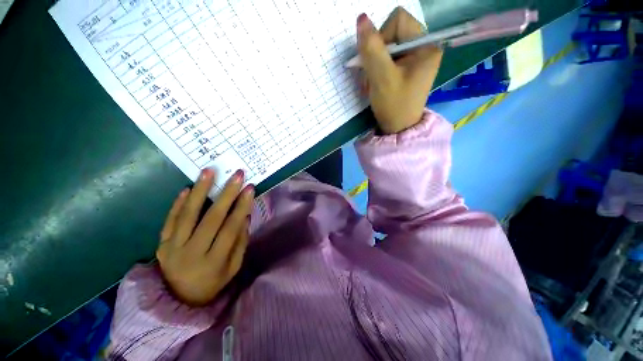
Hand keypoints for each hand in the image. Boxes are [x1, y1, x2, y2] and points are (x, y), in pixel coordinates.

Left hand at [156, 169, 253, 305]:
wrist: (178, 301)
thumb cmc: (213, 283)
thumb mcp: (233, 268)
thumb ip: (240, 242)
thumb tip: (245, 216)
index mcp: (214, 262)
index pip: (230, 228)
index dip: (241, 207)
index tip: (250, 188)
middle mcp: (191, 254)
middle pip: (211, 219)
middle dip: (226, 194)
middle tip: (237, 175)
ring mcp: (172, 249)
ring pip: (187, 215)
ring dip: (199, 191)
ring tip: (208, 171)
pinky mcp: (161, 245)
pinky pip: (169, 221)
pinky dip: (177, 204)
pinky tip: (186, 189)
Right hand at [357, 7, 442, 133]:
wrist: (398, 128)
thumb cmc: (394, 105)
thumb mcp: (381, 77)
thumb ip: (371, 48)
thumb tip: (361, 19)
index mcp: (426, 45)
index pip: (398, 20)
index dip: (381, 37)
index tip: (376, 62)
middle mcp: (423, 48)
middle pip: (391, 34)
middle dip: (376, 55)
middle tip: (371, 77)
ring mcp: (415, 59)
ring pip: (386, 48)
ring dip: (374, 66)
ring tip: (371, 84)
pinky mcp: (407, 69)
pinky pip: (387, 60)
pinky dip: (377, 71)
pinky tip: (374, 84)